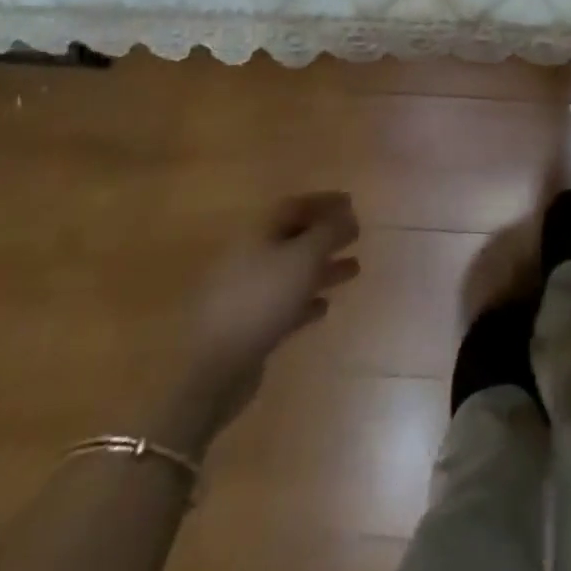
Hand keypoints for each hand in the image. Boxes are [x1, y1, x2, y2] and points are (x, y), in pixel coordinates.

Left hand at [150, 192, 360, 451]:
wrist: (214, 368)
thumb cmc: (263, 299)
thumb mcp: (304, 258)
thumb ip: (329, 232)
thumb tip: (346, 215)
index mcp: (258, 231)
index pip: (295, 206)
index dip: (324, 202)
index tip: (352, 204)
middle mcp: (250, 255)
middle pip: (293, 237)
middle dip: (326, 235)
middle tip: (356, 235)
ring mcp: (246, 291)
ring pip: (291, 271)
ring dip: (322, 268)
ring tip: (354, 269)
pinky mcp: (248, 325)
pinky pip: (283, 303)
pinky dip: (305, 301)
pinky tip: (324, 306)